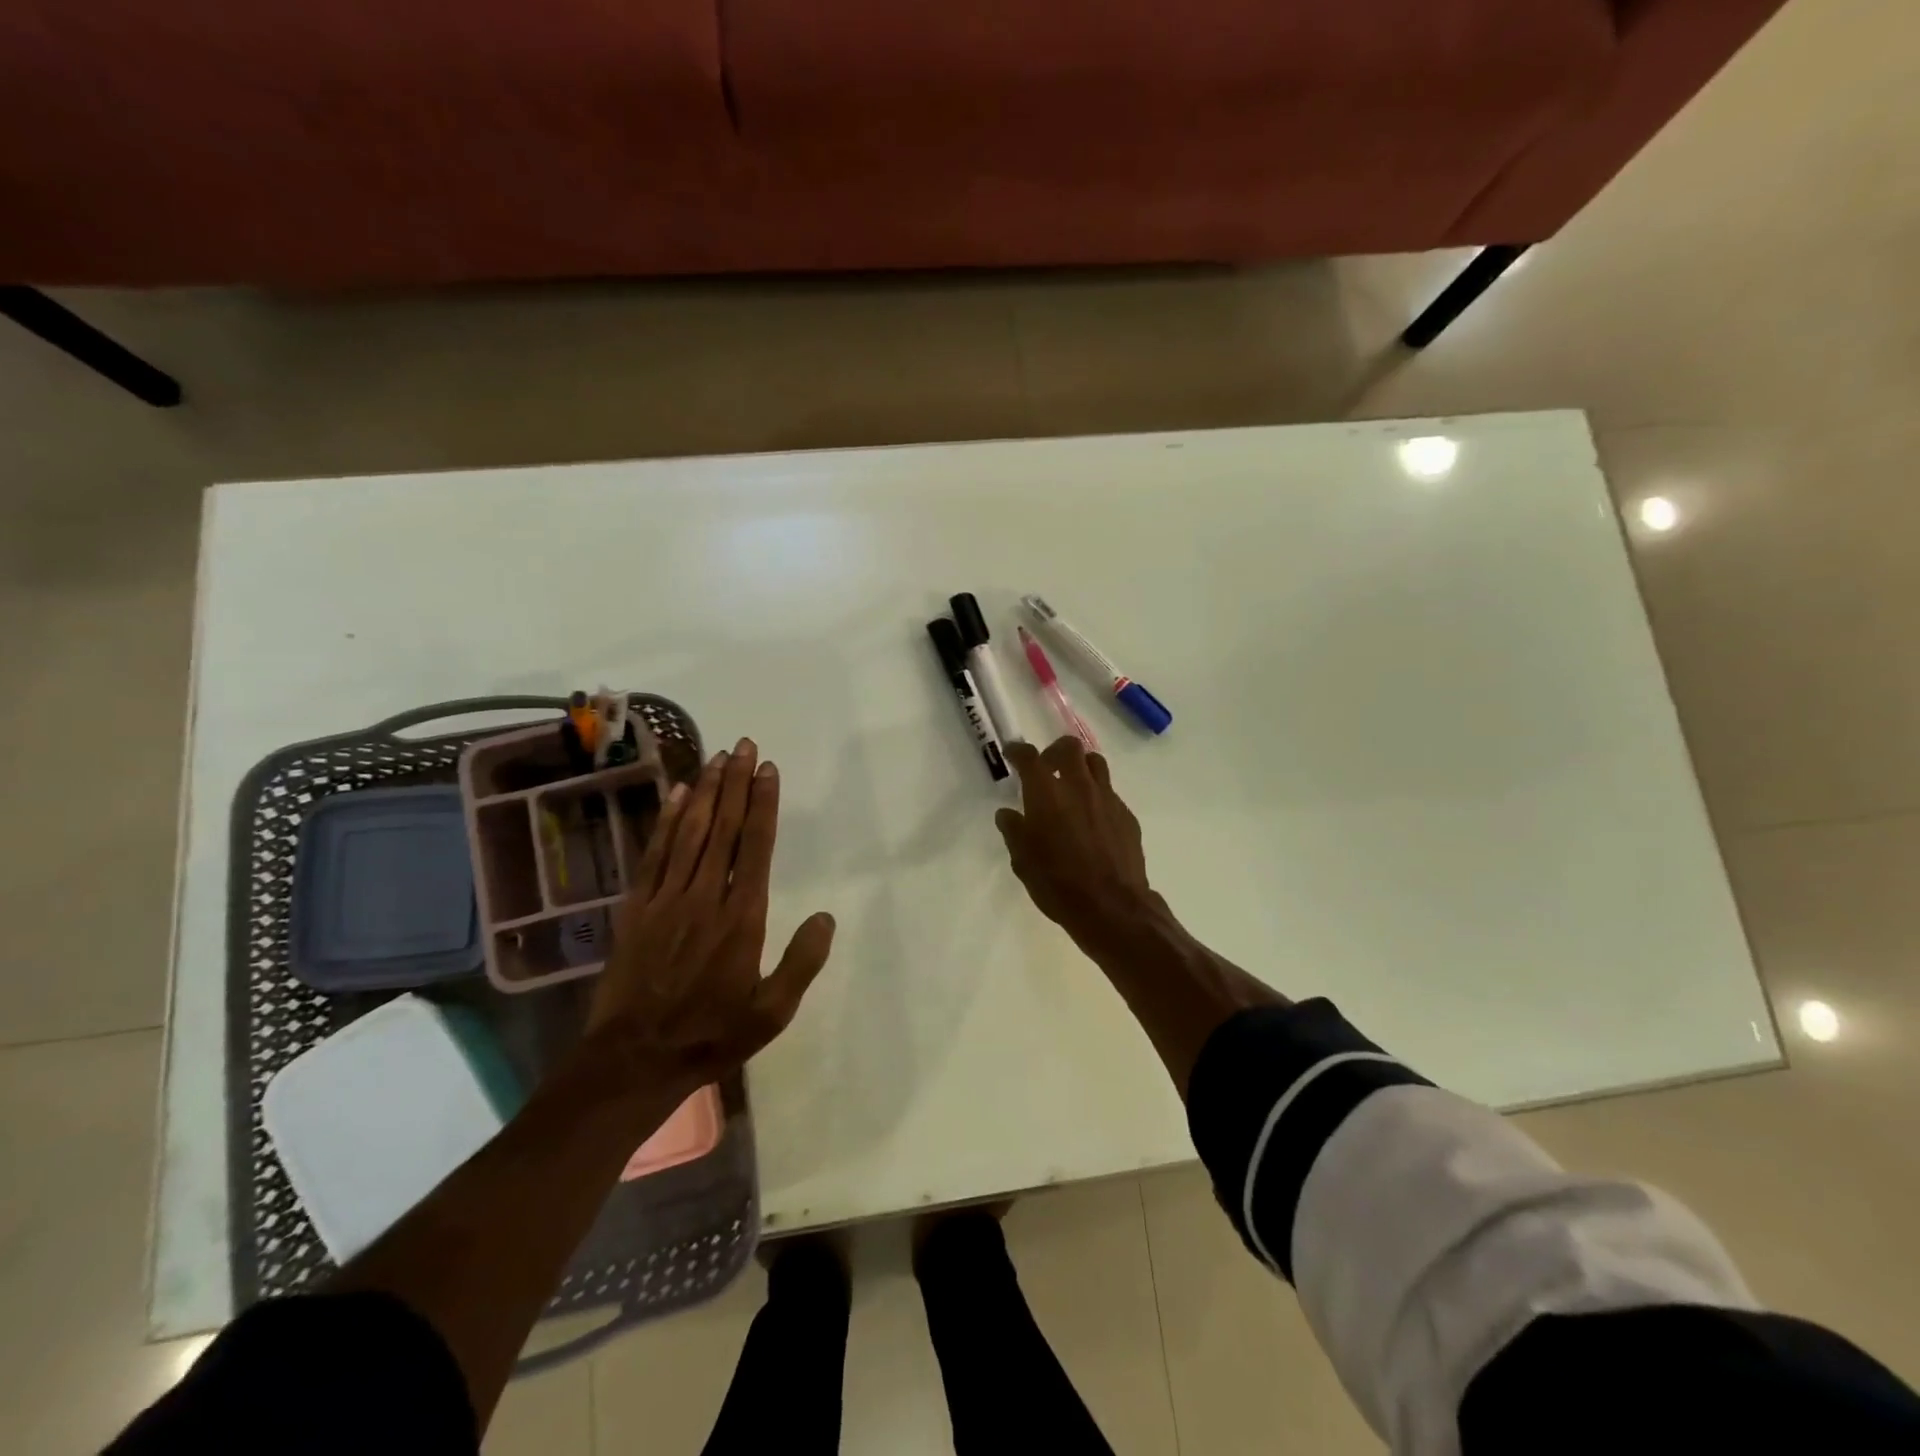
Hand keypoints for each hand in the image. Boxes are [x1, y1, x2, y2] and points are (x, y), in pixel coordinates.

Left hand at [584, 738, 835, 1095]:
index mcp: (742, 918)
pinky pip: (655, 854)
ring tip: (718, 757)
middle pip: (724, 828)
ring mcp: (667, 899)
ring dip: (706, 792)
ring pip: (690, 833)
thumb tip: (827, 917)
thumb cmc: (711, 1035)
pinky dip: (666, 821)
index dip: (763, 805)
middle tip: (744, 745)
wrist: (634, 1060)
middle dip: (736, 783)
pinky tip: (678, 794)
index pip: (757, 847)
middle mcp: (705, 897)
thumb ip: (802, 963)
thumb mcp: (771, 1013)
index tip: (768, 770)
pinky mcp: (637, 908)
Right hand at [995, 737, 1155, 954]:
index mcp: (1046, 793)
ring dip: (1081, 767)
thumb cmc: (1057, 883)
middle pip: (1069, 747)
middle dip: (1054, 751)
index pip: (1029, 757)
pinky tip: (1092, 820)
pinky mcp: (1126, 815)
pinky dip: (1097, 796)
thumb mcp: (1023, 861)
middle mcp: (1078, 786)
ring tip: (1072, 787)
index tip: (1013, 754)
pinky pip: (1110, 793)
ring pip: (1095, 763)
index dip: (1018, 751)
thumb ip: (1014, 831)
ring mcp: (1107, 799)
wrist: (1112, 906)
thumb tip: (1008, 814)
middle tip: (1046, 769)